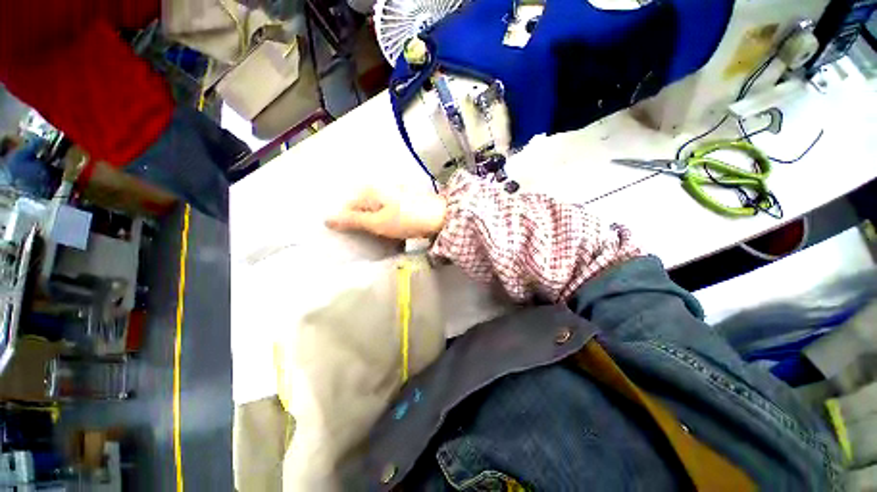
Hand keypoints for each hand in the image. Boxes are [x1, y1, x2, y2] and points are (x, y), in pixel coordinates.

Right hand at [326, 187, 446, 238]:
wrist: (440, 217)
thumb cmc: (406, 220)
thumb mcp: (377, 223)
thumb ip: (353, 221)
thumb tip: (326, 219)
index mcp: (371, 190)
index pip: (349, 206)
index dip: (349, 223)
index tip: (355, 237)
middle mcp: (381, 187)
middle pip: (364, 207)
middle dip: (364, 224)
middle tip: (370, 238)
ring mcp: (395, 192)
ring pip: (378, 210)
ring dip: (378, 224)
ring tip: (383, 237)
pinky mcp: (405, 199)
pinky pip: (390, 211)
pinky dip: (389, 221)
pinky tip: (395, 231)